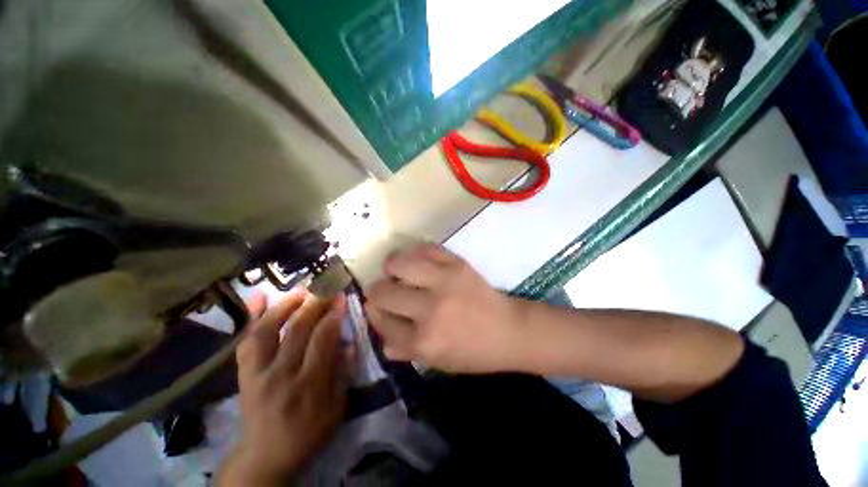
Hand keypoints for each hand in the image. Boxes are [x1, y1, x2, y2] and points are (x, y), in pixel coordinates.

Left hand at [218, 290, 347, 485]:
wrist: (265, 455)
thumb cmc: (308, 432)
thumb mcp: (336, 409)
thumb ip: (343, 374)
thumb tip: (349, 342)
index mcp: (308, 385)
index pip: (322, 339)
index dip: (333, 314)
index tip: (341, 297)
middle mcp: (280, 375)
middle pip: (297, 330)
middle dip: (314, 304)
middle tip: (326, 286)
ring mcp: (257, 373)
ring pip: (268, 331)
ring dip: (285, 305)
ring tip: (301, 289)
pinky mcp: (243, 373)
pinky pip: (245, 340)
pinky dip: (251, 316)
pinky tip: (258, 296)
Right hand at [366, 243, 524, 373]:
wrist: (509, 330)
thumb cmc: (473, 352)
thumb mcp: (437, 362)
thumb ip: (404, 350)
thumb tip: (379, 333)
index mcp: (423, 342)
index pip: (382, 322)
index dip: (376, 314)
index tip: (379, 309)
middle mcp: (429, 310)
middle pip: (382, 292)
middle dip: (377, 292)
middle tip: (387, 290)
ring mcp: (444, 282)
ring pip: (398, 263)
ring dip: (391, 267)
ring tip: (396, 271)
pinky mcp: (457, 264)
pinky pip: (425, 249)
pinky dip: (414, 253)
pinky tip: (416, 261)